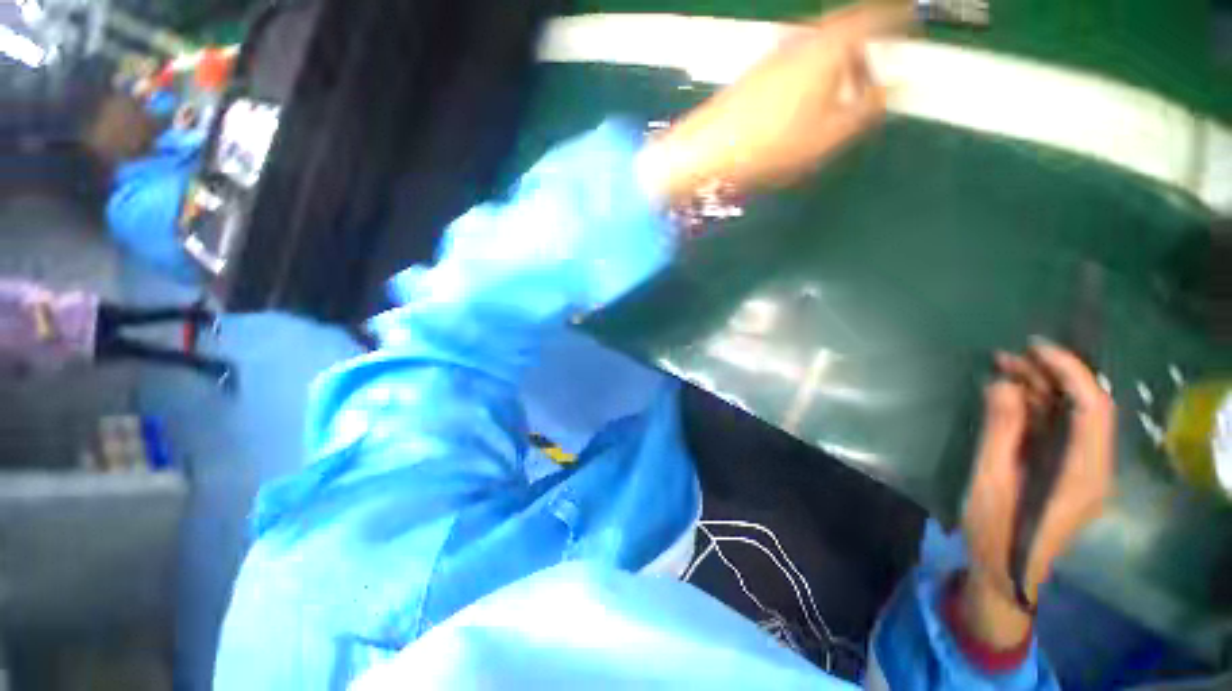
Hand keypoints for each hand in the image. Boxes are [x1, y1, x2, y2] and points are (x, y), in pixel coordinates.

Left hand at [638, 2, 911, 201]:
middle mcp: (802, 39)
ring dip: (836, 65)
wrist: (708, 152)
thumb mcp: (829, 134)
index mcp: (829, 45)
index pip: (874, 15)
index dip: (897, 15)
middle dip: (865, 47)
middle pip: (844, 29)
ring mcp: (774, 54)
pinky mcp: (755, 74)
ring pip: (819, 48)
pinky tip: (805, 105)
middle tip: (874, 73)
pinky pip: (796, 64)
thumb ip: (866, 109)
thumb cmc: (772, 144)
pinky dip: (812, 75)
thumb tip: (889, 89)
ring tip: (840, 97)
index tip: (913, 19)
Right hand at [960, 342, 1115, 646]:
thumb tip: (1004, 384)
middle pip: (1086, 409)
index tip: (1036, 348)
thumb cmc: (997, 530)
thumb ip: (1001, 432)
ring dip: (1042, 390)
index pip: (1093, 409)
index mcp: (1084, 473)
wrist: (1006, 572)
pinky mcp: (1067, 472)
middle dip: (1052, 376)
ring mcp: (1083, 471)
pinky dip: (1038, 409)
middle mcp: (1095, 468)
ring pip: (1073, 417)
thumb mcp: (991, 480)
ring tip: (1004, 368)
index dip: (1071, 372)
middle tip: (1009, 356)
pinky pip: (1060, 431)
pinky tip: (1011, 397)